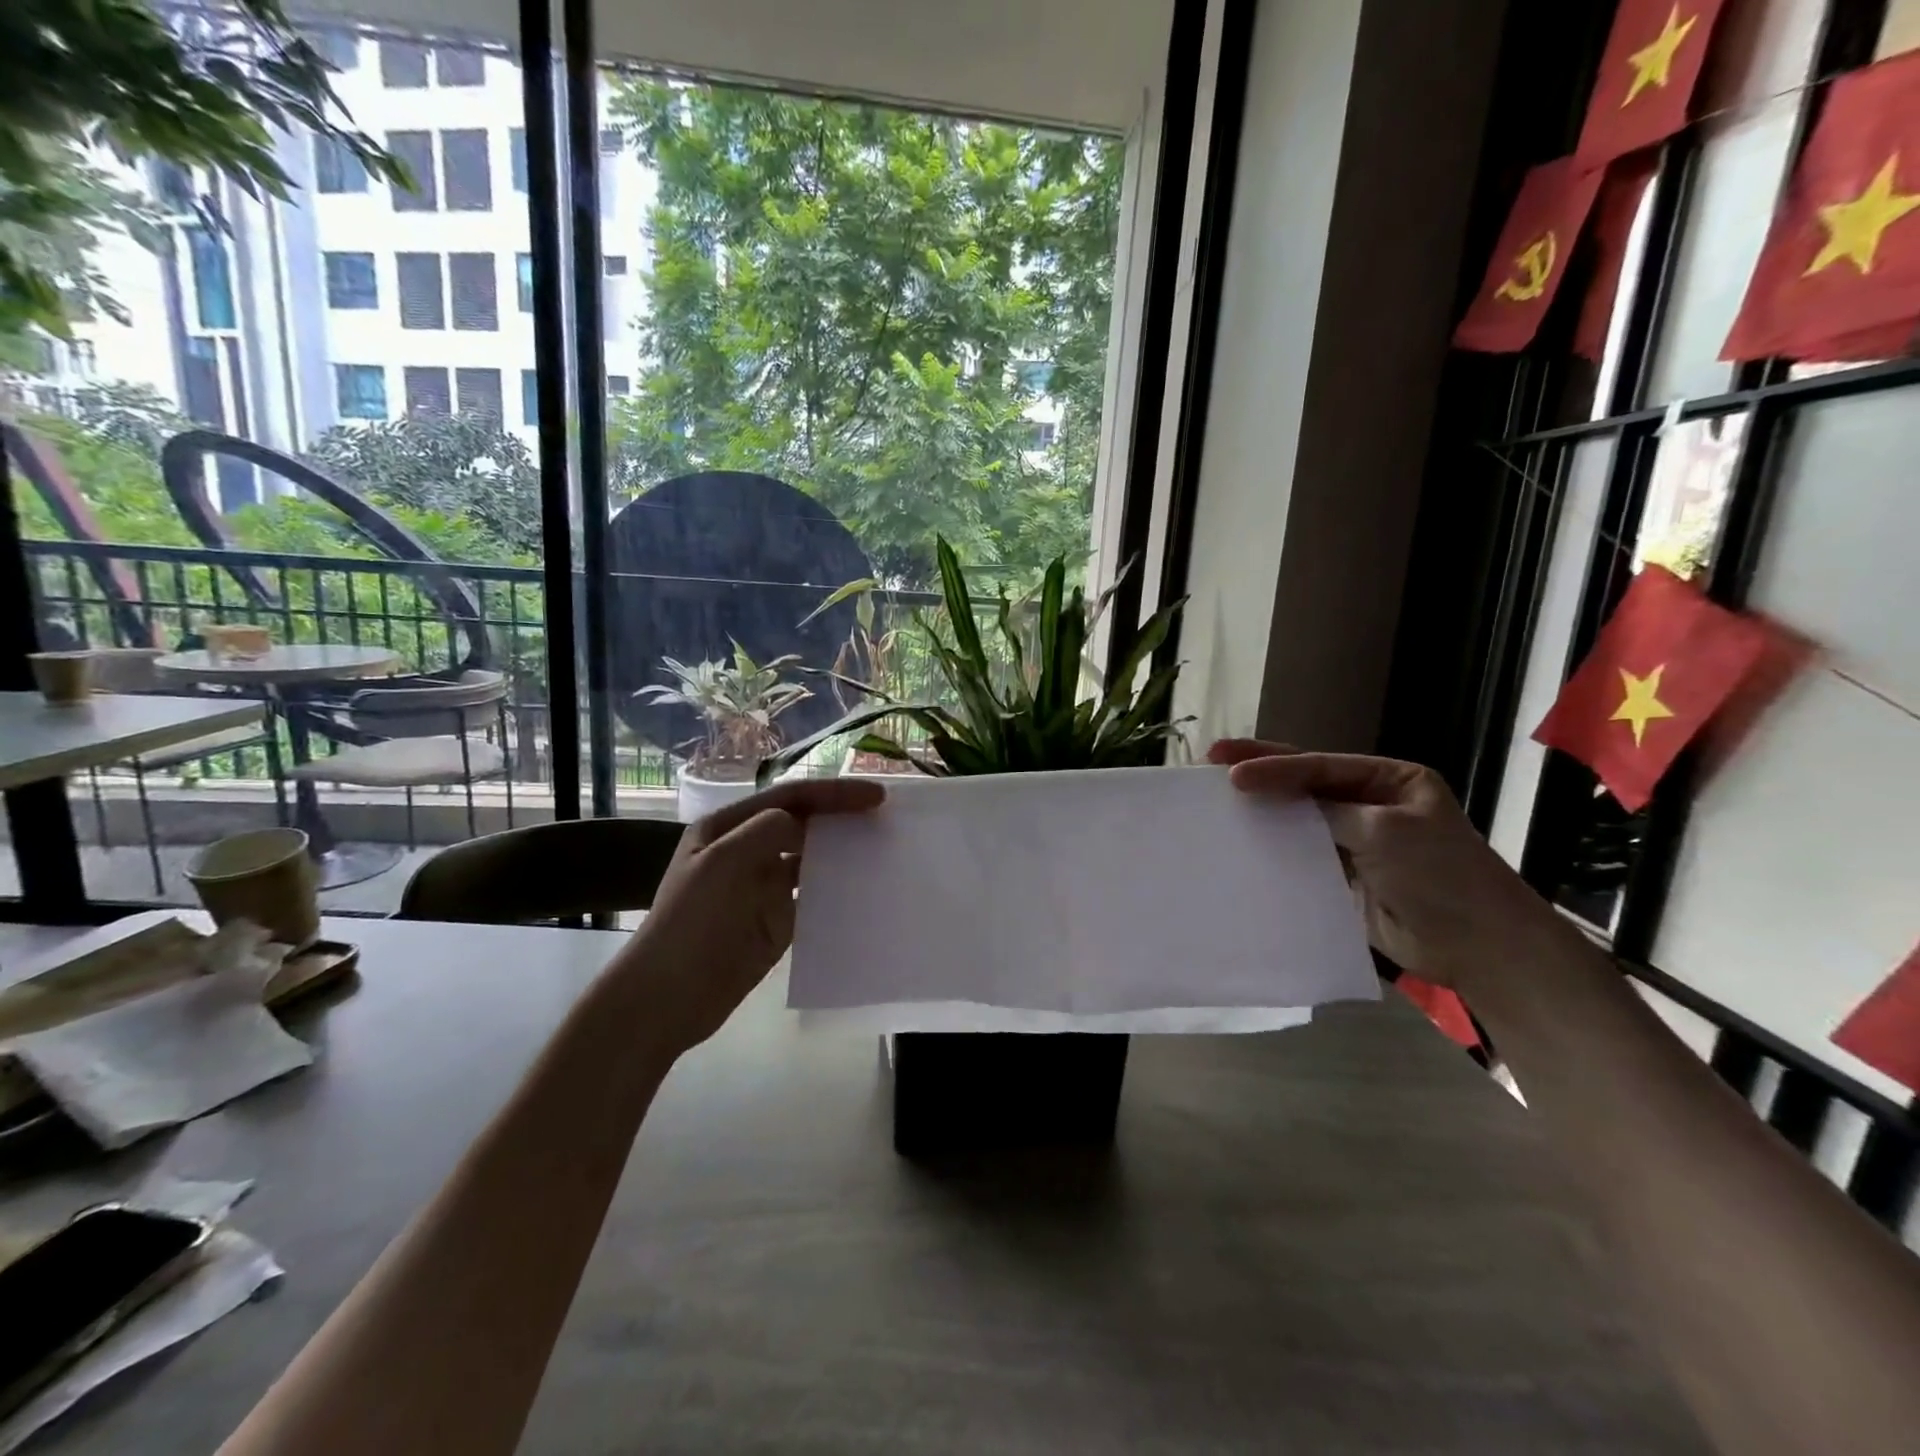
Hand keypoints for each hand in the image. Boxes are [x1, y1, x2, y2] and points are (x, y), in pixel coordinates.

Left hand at [619, 777, 884, 1052]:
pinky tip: (865, 890)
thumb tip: (802, 826)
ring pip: (812, 859)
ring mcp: (762, 887)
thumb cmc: (691, 922)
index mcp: (728, 827)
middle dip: (843, 818)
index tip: (877, 797)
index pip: (790, 798)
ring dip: (843, 853)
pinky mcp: (776, 921)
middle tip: (887, 820)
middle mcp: (747, 850)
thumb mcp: (722, 862)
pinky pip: (814, 897)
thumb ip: (767, 831)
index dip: (835, 793)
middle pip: (804, 823)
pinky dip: (838, 890)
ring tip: (883, 851)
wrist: (667, 998)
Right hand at [1208, 740, 1566, 990]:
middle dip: (1259, 773)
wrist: (1478, 948)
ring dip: (1261, 810)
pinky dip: (1271, 848)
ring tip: (1214, 800)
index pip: (1320, 767)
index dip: (1274, 767)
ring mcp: (1354, 841)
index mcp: (1390, 781)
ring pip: (1297, 819)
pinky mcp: (1341, 876)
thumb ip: (1328, 812)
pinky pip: (1299, 856)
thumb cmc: (1442, 876)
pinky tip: (1240, 844)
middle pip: (1304, 784)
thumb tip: (1276, 800)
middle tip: (1210, 761)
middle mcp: (1369, 805)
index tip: (1230, 772)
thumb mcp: (1386, 831)